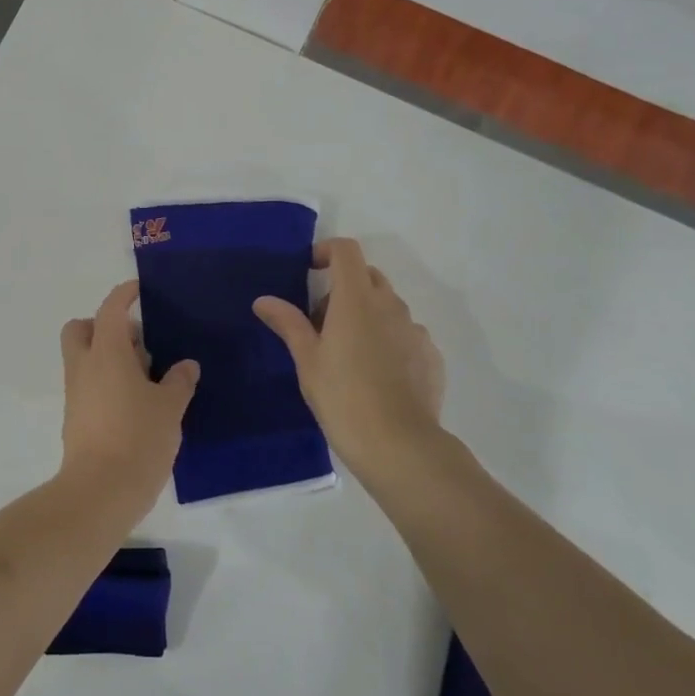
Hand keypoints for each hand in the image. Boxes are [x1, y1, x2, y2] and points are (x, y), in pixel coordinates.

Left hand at [58, 280, 199, 518]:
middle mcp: (84, 366)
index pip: (110, 309)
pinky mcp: (75, 417)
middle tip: (136, 341)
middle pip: (80, 329)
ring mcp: (76, 393)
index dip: (124, 295)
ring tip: (145, 377)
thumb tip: (186, 366)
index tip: (139, 290)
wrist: (100, 491)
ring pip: (83, 358)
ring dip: (107, 356)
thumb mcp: (170, 408)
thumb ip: (179, 381)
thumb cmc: (138, 438)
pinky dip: (105, 381)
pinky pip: (87, 384)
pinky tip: (135, 402)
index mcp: (107, 353)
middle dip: (102, 325)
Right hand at [253, 239, 452, 496]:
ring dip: (367, 315)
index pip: (346, 250)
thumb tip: (263, 300)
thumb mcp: (307, 360)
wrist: (398, 444)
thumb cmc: (342, 396)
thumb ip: (288, 323)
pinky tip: (377, 375)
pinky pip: (406, 333)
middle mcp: (390, 305)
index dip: (327, 251)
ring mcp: (415, 330)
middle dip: (343, 288)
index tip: (311, 270)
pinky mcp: (431, 355)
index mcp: (356, 299)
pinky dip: (388, 339)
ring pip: (388, 306)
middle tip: (321, 323)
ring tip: (348, 354)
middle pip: (368, 276)